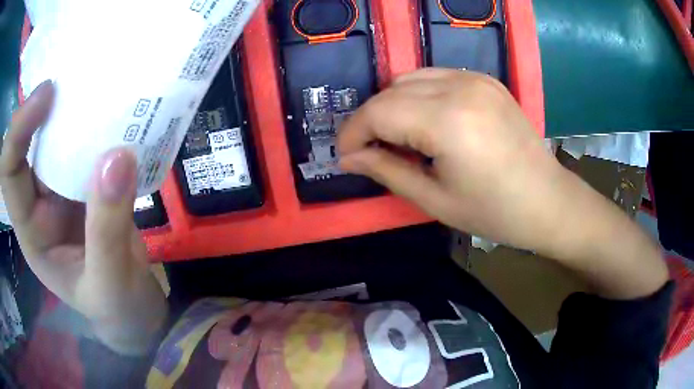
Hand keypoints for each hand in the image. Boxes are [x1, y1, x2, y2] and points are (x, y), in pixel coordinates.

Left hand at [0, 81, 166, 353]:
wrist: (136, 313)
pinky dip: (95, 124)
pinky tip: (113, 110)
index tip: (47, 93)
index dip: (18, 129)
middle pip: (28, 144)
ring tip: (96, 83)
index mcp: (32, 232)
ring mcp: (63, 192)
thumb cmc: (117, 309)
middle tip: (75, 77)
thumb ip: (108, 228)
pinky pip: (85, 146)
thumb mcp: (110, 283)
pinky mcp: (88, 186)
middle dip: (43, 107)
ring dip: (71, 110)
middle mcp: (39, 204)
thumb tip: (117, 155)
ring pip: (56, 139)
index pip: (9, 173)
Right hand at [338, 69, 666, 298]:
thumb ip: (386, 171)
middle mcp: (460, 87)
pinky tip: (426, 121)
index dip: (353, 131)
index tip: (344, 154)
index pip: (379, 111)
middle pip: (391, 91)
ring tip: (397, 137)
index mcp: (448, 120)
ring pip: (410, 78)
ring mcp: (475, 78)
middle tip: (369, 151)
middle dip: (370, 120)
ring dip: (393, 104)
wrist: (548, 201)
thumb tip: (349, 157)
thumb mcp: (435, 200)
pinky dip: (418, 94)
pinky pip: (436, 76)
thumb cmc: (495, 212)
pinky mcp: (485, 80)